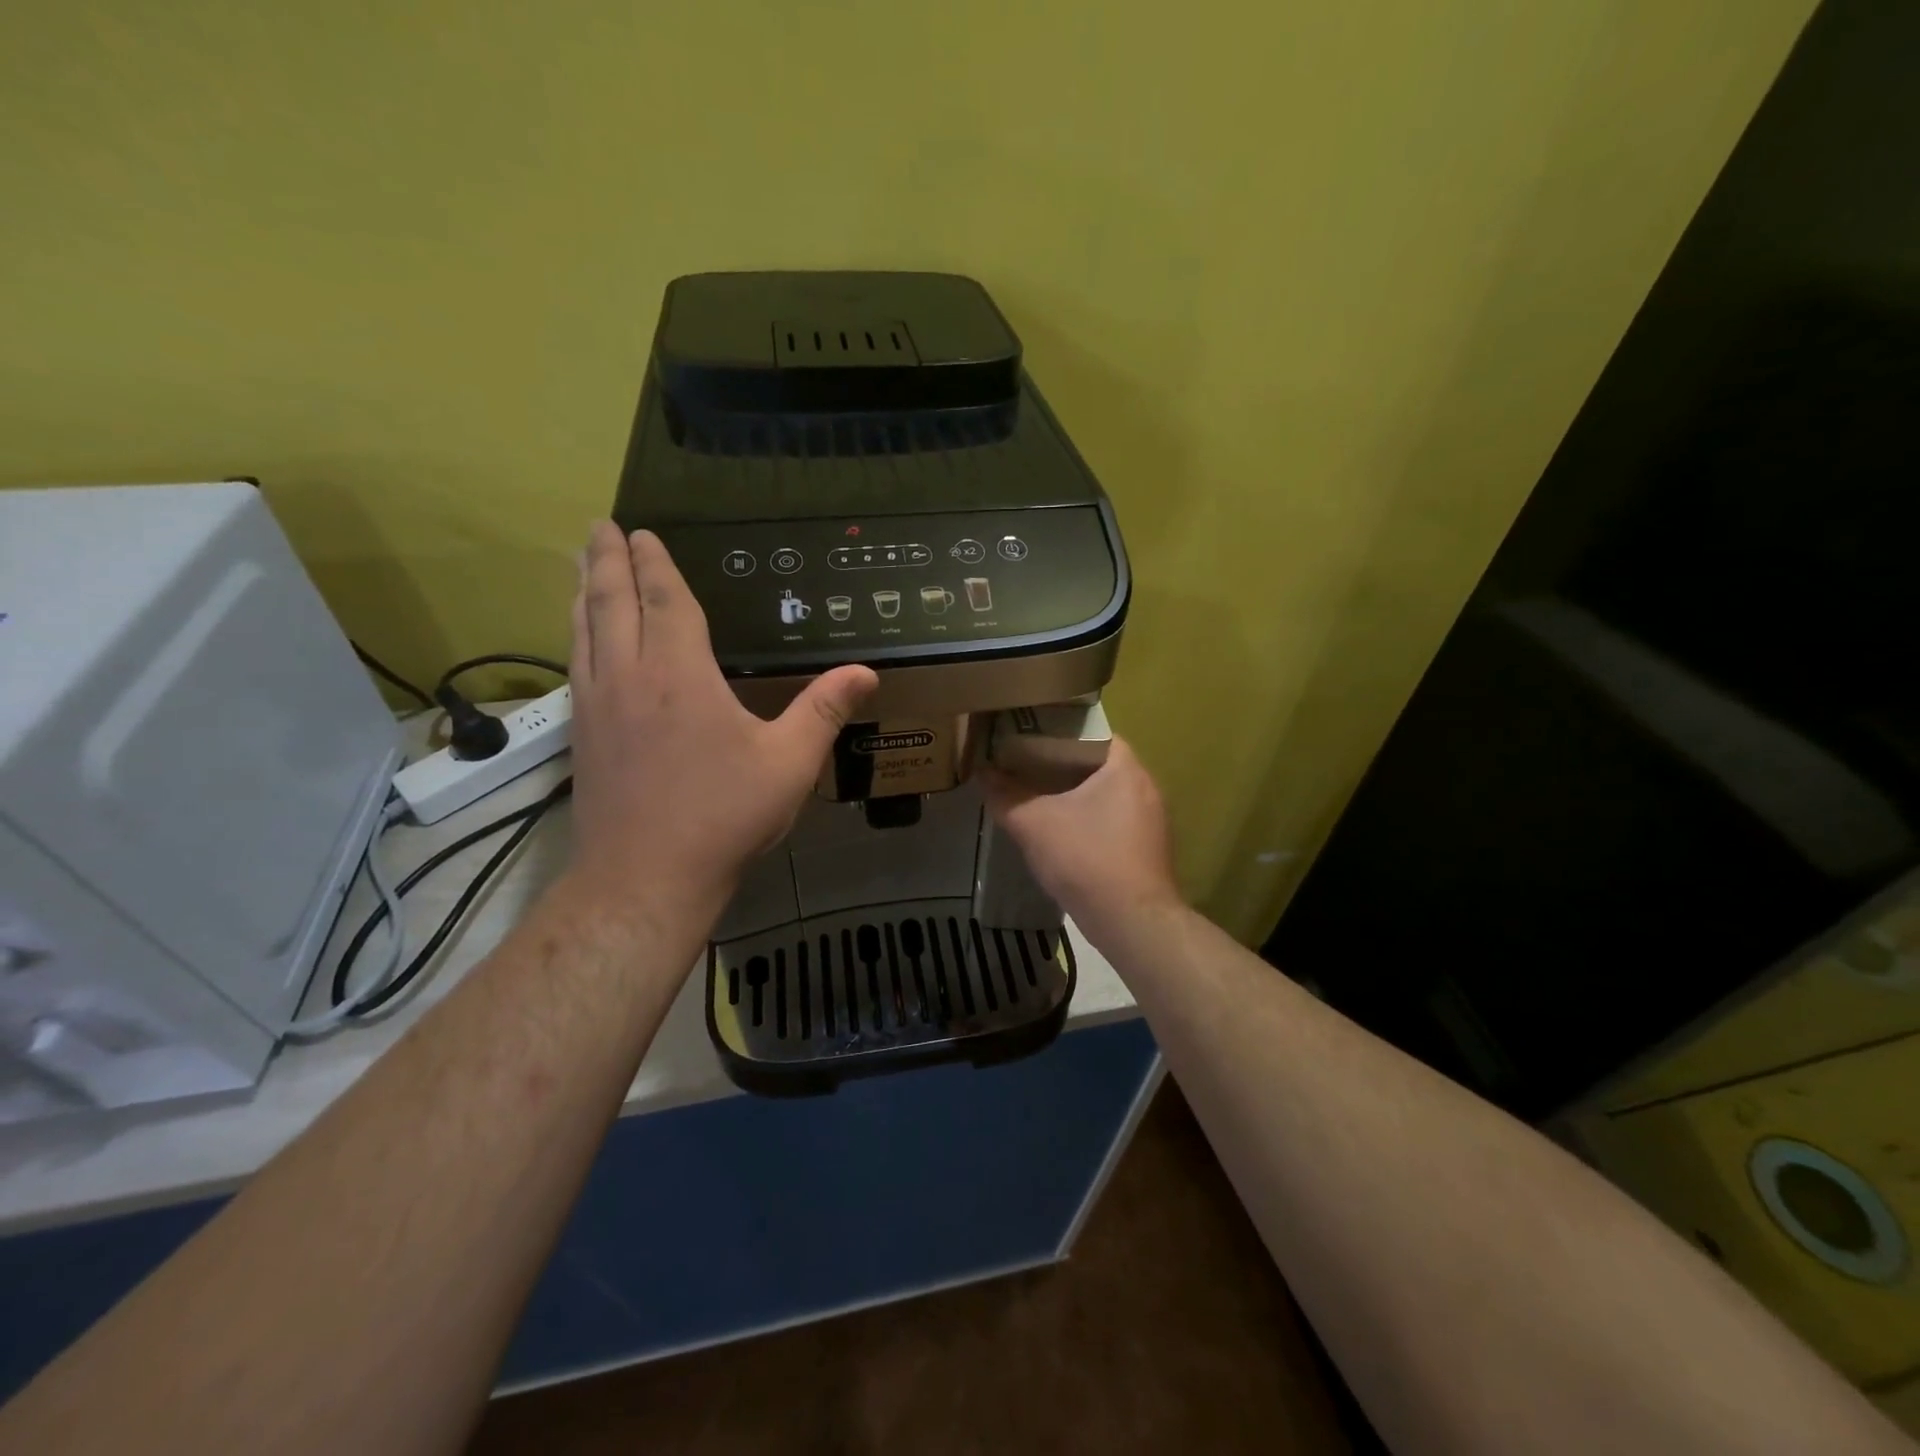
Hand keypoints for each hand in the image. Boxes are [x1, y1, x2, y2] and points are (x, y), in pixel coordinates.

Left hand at [566, 521, 875, 914]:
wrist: (645, 877)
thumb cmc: (724, 816)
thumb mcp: (789, 763)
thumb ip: (824, 711)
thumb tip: (866, 672)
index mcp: (680, 674)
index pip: (666, 601)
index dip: (655, 564)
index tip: (641, 533)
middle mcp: (630, 676)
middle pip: (611, 602)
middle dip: (607, 561)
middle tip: (599, 527)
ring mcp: (598, 706)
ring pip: (584, 630)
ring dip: (584, 591)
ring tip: (580, 565)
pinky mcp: (583, 735)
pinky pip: (576, 664)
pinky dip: (576, 634)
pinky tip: (580, 640)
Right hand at [981, 737, 1183, 937]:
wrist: (1132, 923)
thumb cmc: (1086, 859)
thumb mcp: (1034, 824)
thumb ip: (1005, 796)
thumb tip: (981, 773)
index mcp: (1125, 768)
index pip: (1092, 732)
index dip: (1058, 731)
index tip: (1028, 737)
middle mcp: (1145, 786)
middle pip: (1097, 764)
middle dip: (1060, 765)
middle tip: (1024, 764)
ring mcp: (1151, 820)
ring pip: (1105, 795)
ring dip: (1074, 795)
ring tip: (1036, 795)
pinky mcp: (1147, 848)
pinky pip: (1112, 820)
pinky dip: (1088, 820)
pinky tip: (1060, 833)